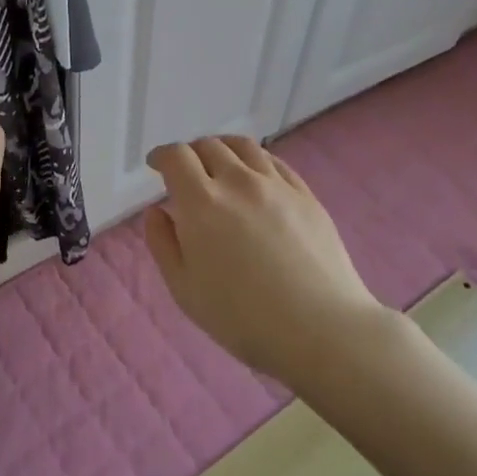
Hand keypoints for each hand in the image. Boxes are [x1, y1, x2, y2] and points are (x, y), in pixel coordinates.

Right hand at [143, 136, 388, 383]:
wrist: (320, 329)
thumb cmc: (242, 318)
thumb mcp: (185, 289)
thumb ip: (163, 244)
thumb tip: (157, 211)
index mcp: (202, 203)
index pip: (176, 157)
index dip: (161, 155)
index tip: (155, 165)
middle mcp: (238, 182)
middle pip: (208, 146)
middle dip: (190, 153)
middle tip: (186, 173)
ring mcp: (276, 185)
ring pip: (243, 147)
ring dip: (222, 149)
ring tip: (219, 164)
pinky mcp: (305, 195)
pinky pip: (274, 162)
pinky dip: (255, 160)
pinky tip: (255, 176)